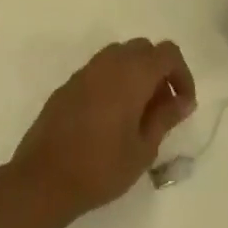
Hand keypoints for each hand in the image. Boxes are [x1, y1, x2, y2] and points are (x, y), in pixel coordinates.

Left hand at [8, 39, 195, 223]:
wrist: (43, 178)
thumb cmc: (101, 167)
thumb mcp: (143, 148)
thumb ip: (165, 117)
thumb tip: (182, 100)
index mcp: (131, 74)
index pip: (167, 52)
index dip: (182, 74)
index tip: (183, 104)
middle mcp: (108, 63)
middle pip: (143, 49)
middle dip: (159, 71)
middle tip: (162, 108)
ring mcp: (84, 72)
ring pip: (119, 56)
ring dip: (135, 74)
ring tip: (138, 113)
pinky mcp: (68, 85)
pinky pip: (99, 71)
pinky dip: (114, 81)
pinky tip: (111, 117)